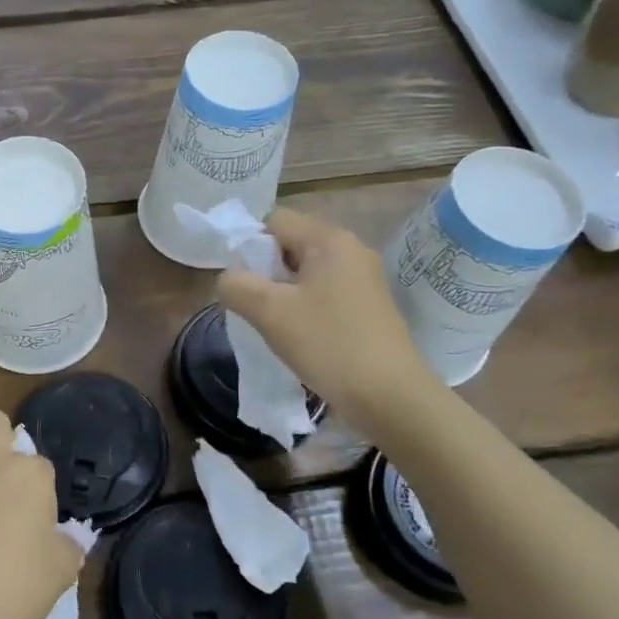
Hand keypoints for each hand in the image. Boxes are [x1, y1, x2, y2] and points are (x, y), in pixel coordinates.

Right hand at [218, 207, 438, 428]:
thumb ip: (236, 285)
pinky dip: (304, 306)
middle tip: (252, 305)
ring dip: (282, 292)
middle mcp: (351, 250)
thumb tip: (229, 279)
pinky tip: (298, 335)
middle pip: (290, 244)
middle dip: (264, 271)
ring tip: (272, 324)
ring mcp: (364, 279)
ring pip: (305, 272)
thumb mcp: (268, 312)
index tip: (239, 281)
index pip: (274, 220)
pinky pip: (323, 292)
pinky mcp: (368, 306)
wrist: (390, 397)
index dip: (247, 244)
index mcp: (330, 240)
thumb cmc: (328, 344)